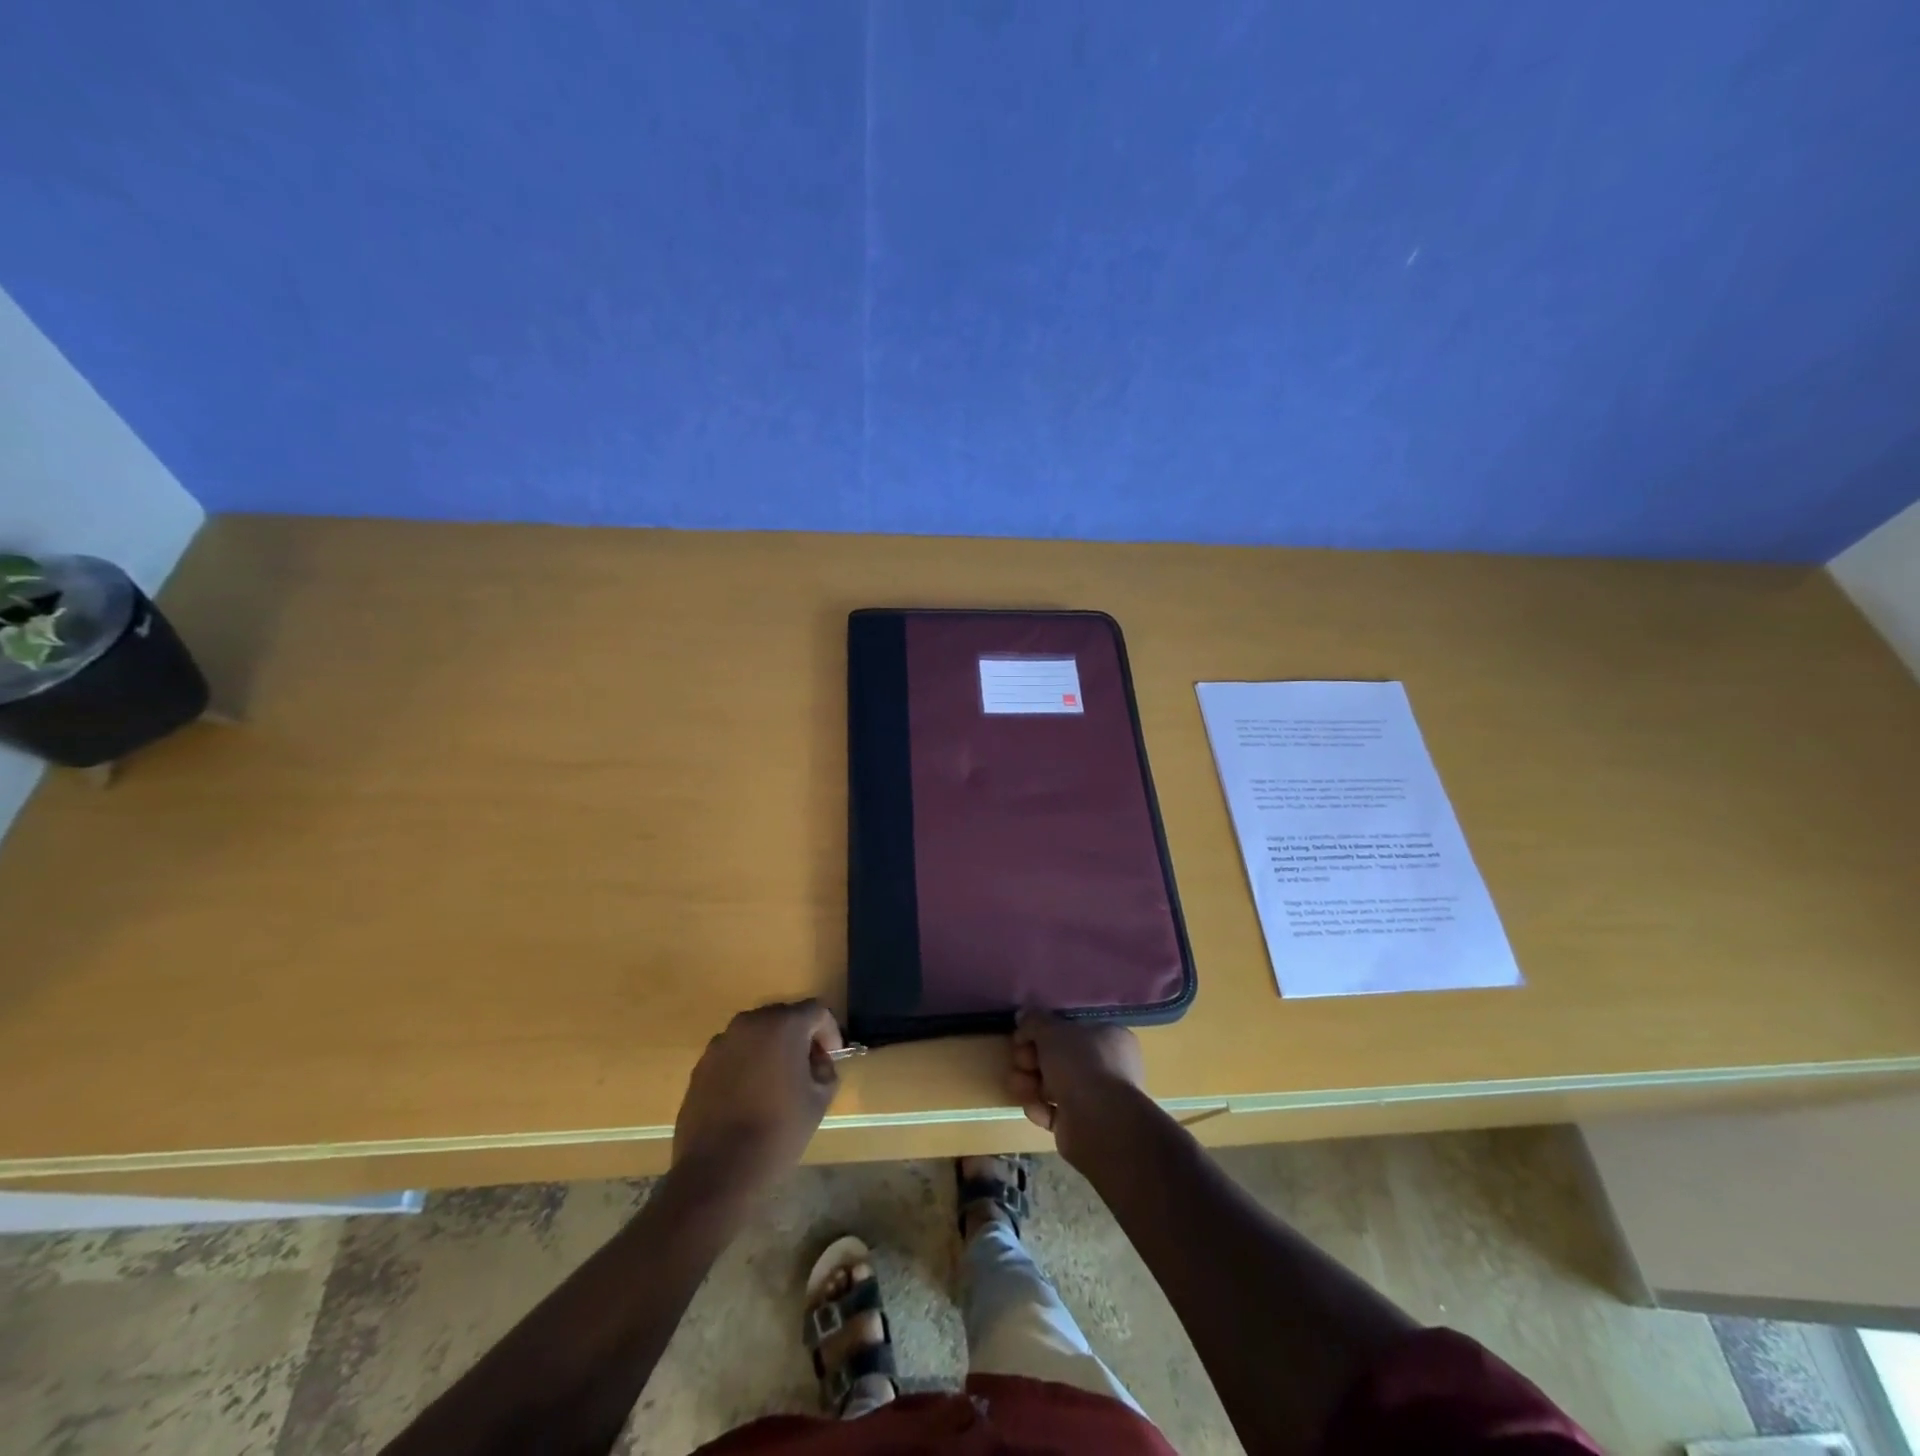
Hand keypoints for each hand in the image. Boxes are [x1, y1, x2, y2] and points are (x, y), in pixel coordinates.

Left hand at [672, 1001, 843, 1195]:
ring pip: (756, 1035)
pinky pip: (734, 1054)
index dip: (829, 1031)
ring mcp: (721, 1043)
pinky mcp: (701, 1066)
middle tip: (808, 1067)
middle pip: (783, 1017)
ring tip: (777, 1082)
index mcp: (783, 1025)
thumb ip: (826, 1070)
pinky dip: (746, 1064)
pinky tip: (750, 1096)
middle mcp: (750, 1023)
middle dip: (799, 1037)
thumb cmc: (778, 1131)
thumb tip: (817, 1061)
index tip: (832, 1057)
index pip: (816, 1011)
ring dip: (771, 1049)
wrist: (718, 1170)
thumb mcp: (819, 1100)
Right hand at [1010, 1012, 1146, 1164]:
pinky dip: (1040, 1109)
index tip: (1023, 1035)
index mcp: (1110, 1038)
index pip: (1072, 1029)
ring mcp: (1096, 1098)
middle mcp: (1107, 1067)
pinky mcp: (1082, 1125)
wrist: (1099, 1124)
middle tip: (1019, 1061)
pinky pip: (1055, 1112)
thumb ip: (1035, 1021)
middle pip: (1060, 1058)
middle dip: (1033, 1059)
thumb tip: (1023, 1014)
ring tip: (1017, 1085)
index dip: (1044, 1031)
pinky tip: (1032, 1107)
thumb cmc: (1081, 1065)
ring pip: (1055, 1085)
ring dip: (1031, 1084)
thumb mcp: (1052, 1031)